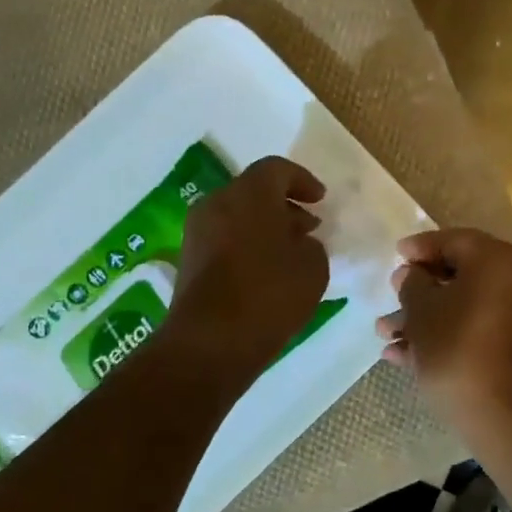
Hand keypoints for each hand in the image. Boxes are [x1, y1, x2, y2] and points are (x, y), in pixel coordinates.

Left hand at [166, 156, 329, 386]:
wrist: (210, 342)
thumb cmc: (269, 295)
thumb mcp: (313, 267)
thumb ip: (311, 245)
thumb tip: (297, 242)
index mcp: (249, 194)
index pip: (276, 169)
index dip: (302, 180)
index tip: (321, 200)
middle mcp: (217, 203)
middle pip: (254, 191)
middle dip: (284, 205)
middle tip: (309, 226)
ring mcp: (198, 232)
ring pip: (237, 215)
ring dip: (265, 226)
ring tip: (291, 251)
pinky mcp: (190, 259)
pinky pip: (224, 237)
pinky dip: (247, 243)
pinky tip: (268, 270)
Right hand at [376, 229, 511, 437]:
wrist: (505, 416)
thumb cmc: (457, 349)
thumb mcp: (422, 311)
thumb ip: (412, 284)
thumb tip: (411, 275)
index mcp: (500, 261)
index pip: (455, 240)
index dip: (421, 247)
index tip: (395, 255)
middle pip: (461, 275)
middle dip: (418, 290)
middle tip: (391, 297)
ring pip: (465, 306)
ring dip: (424, 318)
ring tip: (385, 334)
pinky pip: (477, 330)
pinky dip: (446, 336)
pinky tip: (404, 356)